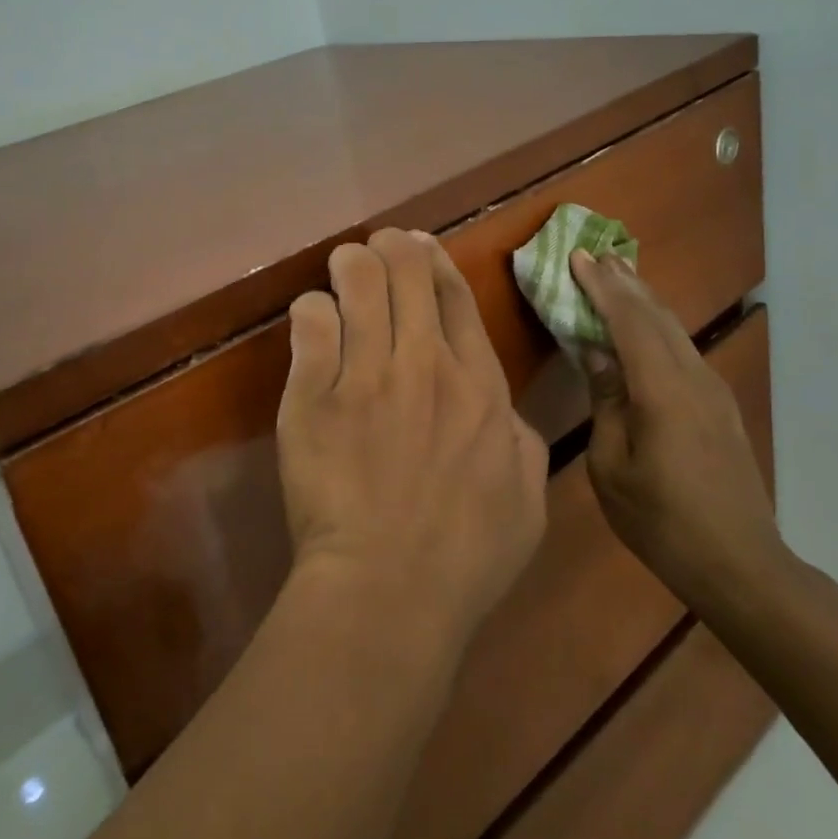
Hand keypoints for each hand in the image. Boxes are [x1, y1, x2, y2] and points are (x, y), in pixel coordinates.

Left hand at [278, 229, 548, 655]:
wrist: (388, 591)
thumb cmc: (465, 555)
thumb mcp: (527, 498)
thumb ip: (521, 439)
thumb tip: (500, 407)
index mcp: (478, 384)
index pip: (454, 294)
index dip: (433, 259)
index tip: (418, 247)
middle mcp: (424, 364)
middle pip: (406, 269)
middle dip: (390, 247)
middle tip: (376, 253)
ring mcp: (365, 375)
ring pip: (356, 279)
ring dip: (349, 264)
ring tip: (342, 270)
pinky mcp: (312, 394)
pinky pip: (310, 321)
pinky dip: (312, 310)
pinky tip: (314, 321)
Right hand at [569, 249, 784, 605]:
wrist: (741, 565)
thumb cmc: (663, 521)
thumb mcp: (613, 466)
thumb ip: (606, 402)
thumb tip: (597, 352)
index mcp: (663, 391)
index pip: (629, 321)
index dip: (602, 287)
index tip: (578, 256)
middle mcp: (693, 378)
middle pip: (657, 315)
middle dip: (625, 282)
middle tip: (597, 253)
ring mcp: (713, 391)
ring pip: (675, 329)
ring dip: (644, 299)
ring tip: (619, 275)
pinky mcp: (720, 406)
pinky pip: (683, 348)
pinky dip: (658, 325)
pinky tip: (647, 325)